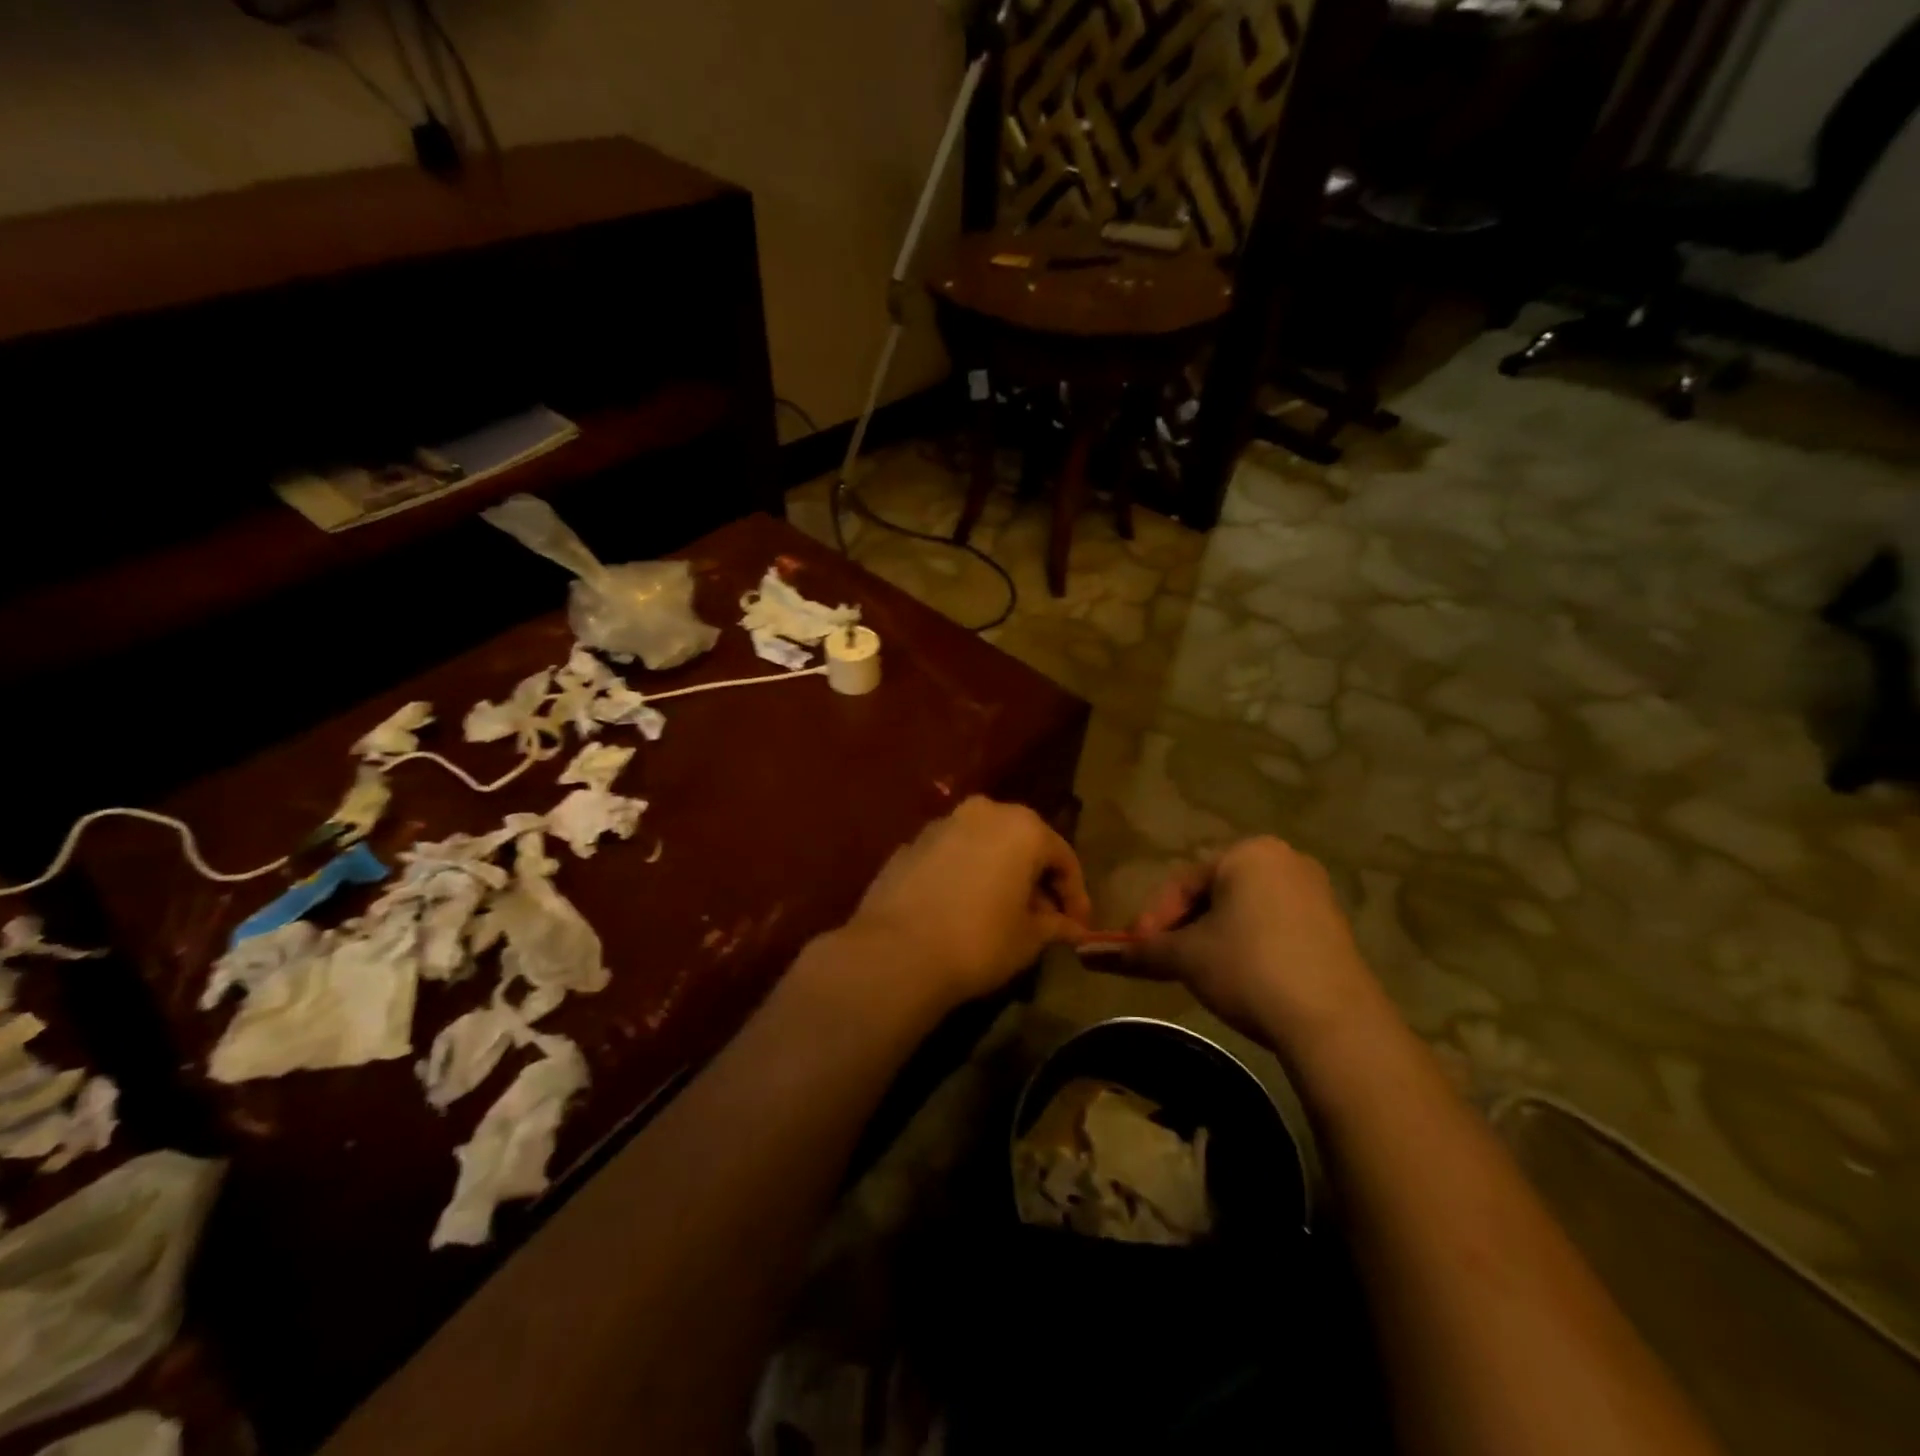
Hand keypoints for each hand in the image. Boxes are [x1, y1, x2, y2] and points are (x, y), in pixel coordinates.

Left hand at [845, 796, 1091, 1009]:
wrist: (896, 951)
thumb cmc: (979, 940)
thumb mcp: (1029, 939)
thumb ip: (1054, 925)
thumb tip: (1072, 928)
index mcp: (1022, 827)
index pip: (1062, 858)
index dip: (1075, 895)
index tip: (1078, 927)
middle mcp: (983, 812)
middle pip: (1022, 843)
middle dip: (1035, 879)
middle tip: (1043, 918)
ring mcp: (941, 824)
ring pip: (984, 845)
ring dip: (999, 873)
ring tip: (1002, 913)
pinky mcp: (909, 844)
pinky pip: (951, 856)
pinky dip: (964, 875)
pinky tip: (962, 909)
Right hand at [1120, 837, 1386, 1053]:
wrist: (1336, 1024)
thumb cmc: (1250, 969)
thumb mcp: (1186, 957)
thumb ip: (1137, 951)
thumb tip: (1085, 954)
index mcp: (1248, 852)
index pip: (1182, 883)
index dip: (1153, 919)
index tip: (1138, 952)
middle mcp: (1284, 860)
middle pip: (1213, 894)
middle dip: (1183, 928)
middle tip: (1165, 961)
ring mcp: (1314, 892)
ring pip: (1242, 911)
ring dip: (1212, 938)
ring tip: (1198, 973)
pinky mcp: (1332, 927)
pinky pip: (1273, 926)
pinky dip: (1247, 947)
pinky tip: (1240, 979)